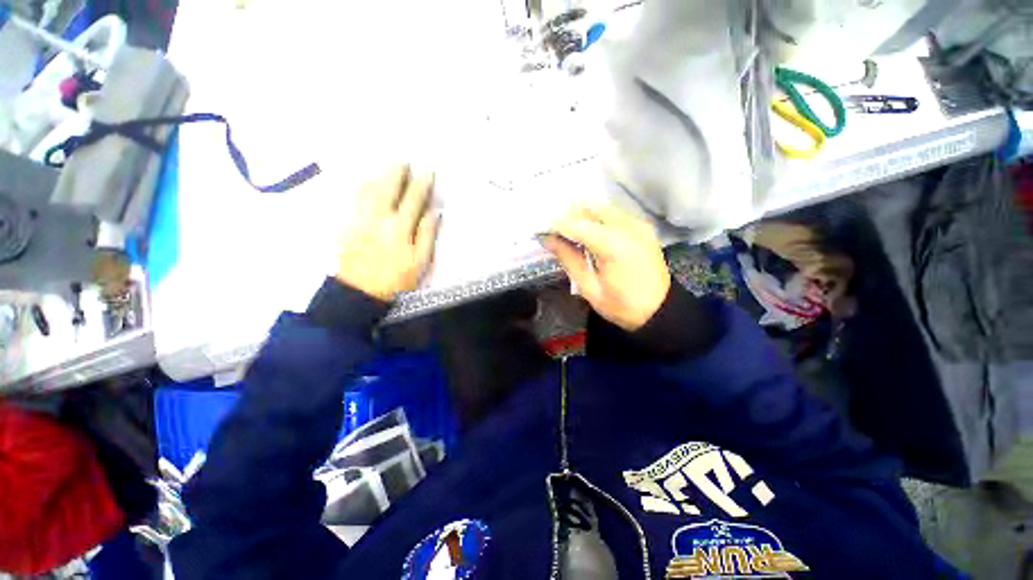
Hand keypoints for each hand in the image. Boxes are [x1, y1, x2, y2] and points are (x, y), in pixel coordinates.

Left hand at [335, 165, 439, 301]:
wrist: (360, 292)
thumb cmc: (396, 279)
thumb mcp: (420, 262)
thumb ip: (426, 235)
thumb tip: (433, 212)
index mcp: (399, 228)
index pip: (413, 200)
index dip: (421, 185)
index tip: (428, 173)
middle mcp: (378, 218)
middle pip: (388, 188)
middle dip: (397, 172)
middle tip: (404, 161)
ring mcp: (360, 219)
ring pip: (369, 189)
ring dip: (379, 176)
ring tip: (387, 168)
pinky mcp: (348, 224)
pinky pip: (355, 199)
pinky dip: (363, 187)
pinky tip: (367, 183)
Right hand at [543, 205, 669, 331]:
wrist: (660, 310)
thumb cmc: (622, 306)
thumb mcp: (589, 288)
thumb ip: (568, 258)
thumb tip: (547, 239)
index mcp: (614, 245)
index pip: (575, 223)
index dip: (555, 226)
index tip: (542, 234)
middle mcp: (627, 226)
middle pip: (588, 207)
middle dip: (568, 217)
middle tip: (555, 235)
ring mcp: (637, 223)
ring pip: (600, 207)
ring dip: (581, 217)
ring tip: (570, 236)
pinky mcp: (642, 226)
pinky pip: (612, 214)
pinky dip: (596, 220)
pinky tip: (590, 236)